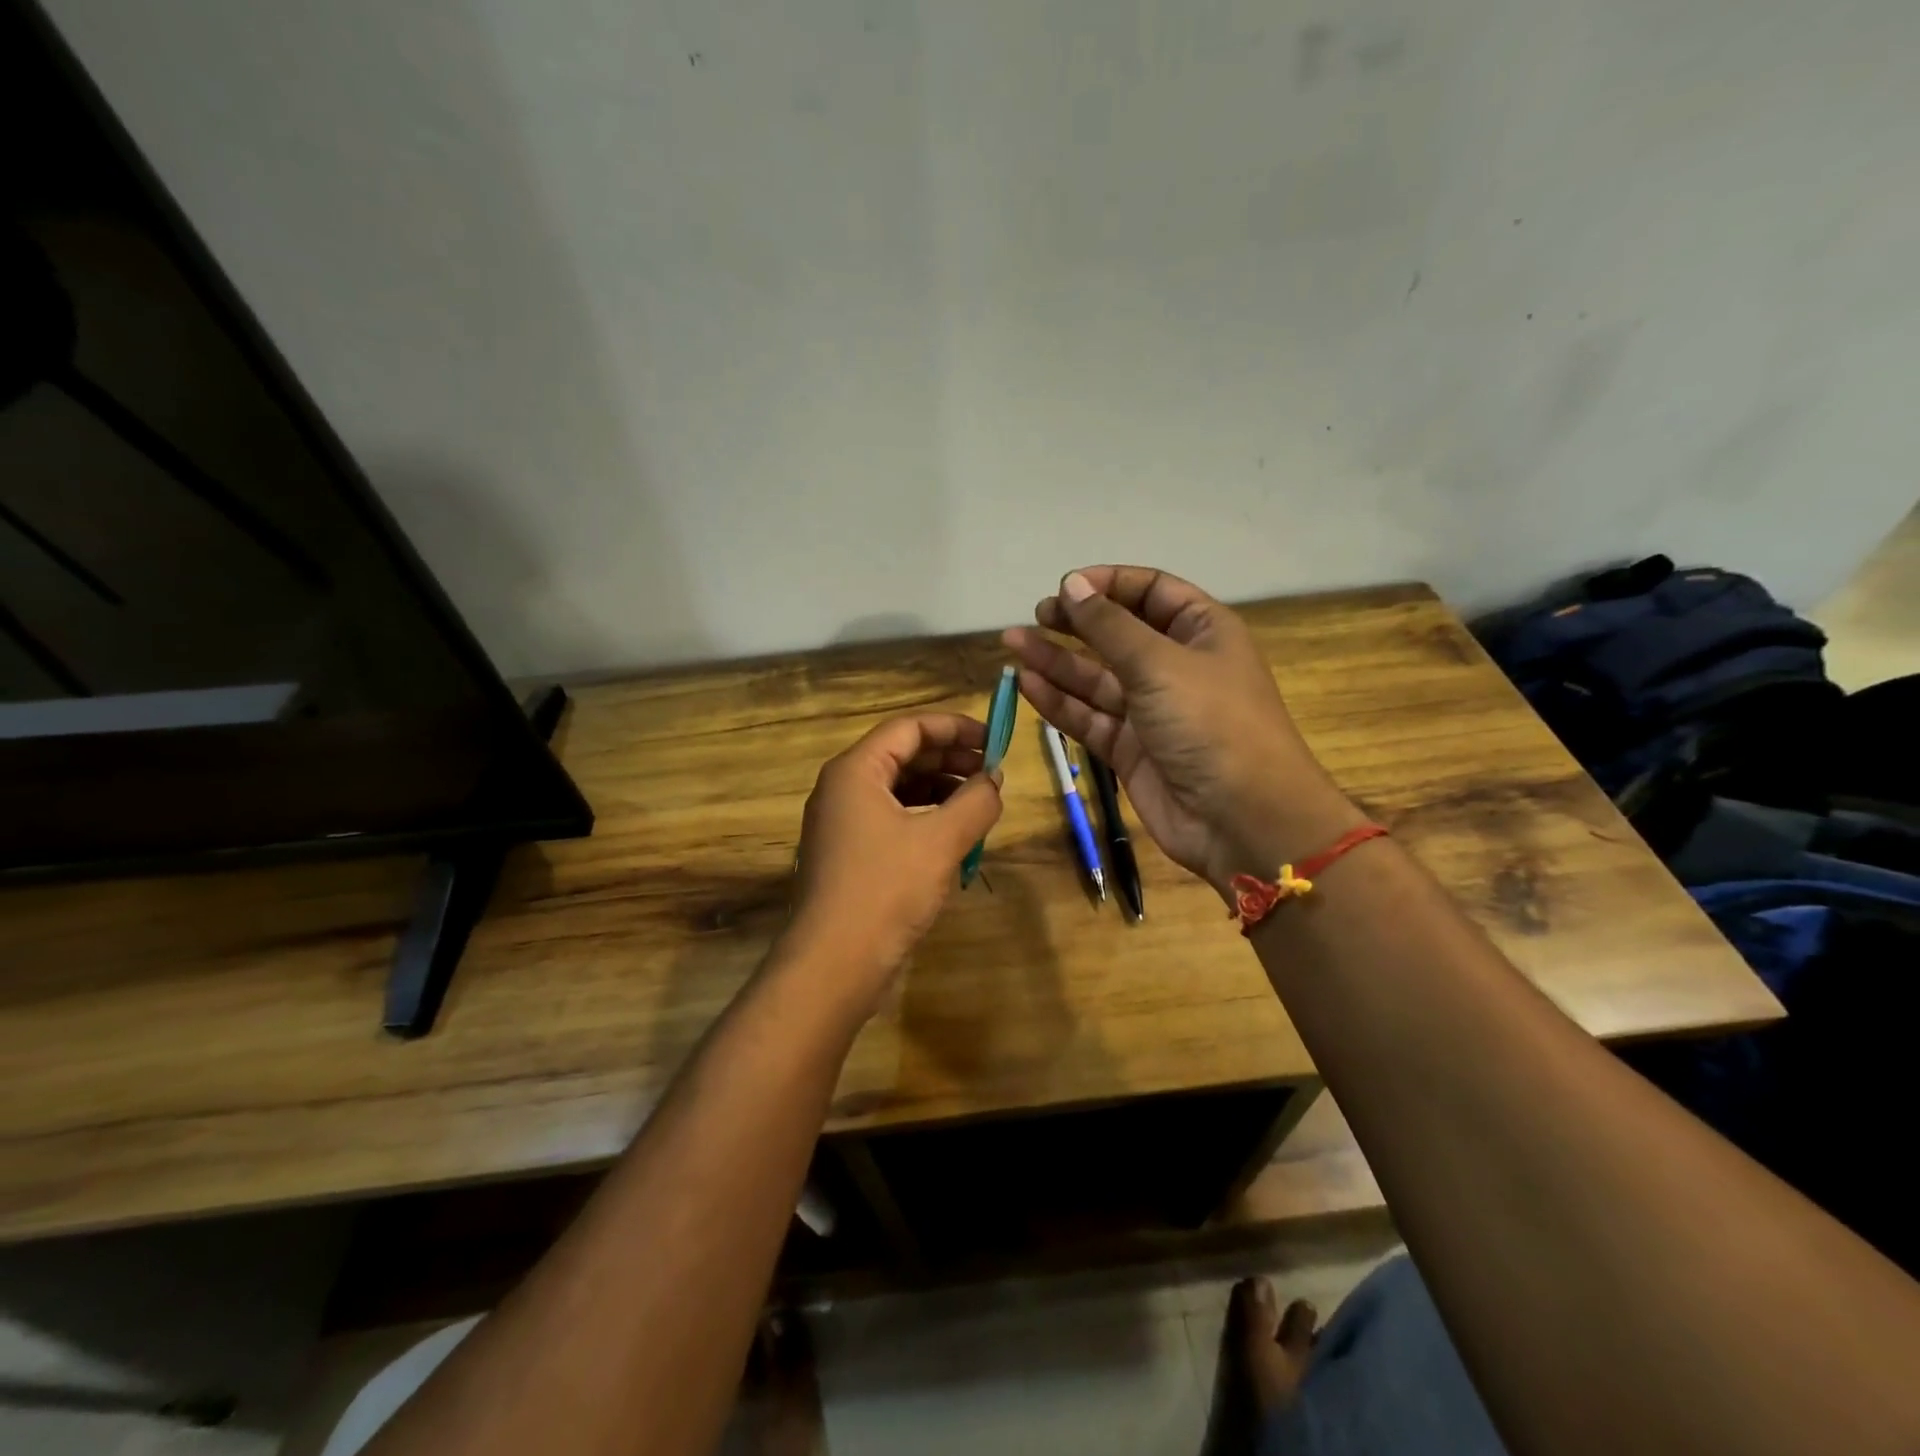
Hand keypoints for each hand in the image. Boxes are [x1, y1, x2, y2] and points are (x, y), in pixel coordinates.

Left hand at [785, 713, 1003, 1014]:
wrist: (832, 965)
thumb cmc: (885, 891)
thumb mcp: (941, 841)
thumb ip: (975, 802)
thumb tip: (994, 780)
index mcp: (855, 771)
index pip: (909, 727)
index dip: (954, 727)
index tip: (994, 740)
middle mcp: (843, 789)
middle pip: (903, 755)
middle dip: (951, 759)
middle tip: (993, 773)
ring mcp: (843, 824)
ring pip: (899, 789)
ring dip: (941, 790)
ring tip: (980, 805)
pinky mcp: (850, 855)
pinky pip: (892, 820)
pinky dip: (925, 819)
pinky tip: (954, 838)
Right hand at [1003, 567, 1362, 894]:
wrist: (1242, 819)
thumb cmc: (1211, 723)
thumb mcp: (1160, 663)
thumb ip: (1109, 625)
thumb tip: (1072, 585)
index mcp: (1201, 632)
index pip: (1152, 592)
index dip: (1109, 584)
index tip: (1066, 587)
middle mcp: (1175, 667)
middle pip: (1118, 634)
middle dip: (1077, 623)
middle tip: (1036, 615)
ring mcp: (1151, 711)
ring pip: (1096, 678)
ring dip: (1056, 661)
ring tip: (1013, 642)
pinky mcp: (1130, 750)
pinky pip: (1090, 718)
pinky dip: (1060, 702)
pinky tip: (1028, 684)